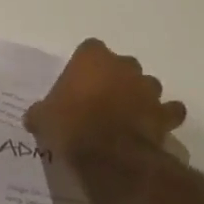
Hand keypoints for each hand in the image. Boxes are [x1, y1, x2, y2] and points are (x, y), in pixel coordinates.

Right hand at [25, 39, 186, 157]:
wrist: (108, 154)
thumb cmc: (70, 126)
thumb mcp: (42, 119)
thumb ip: (41, 111)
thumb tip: (36, 116)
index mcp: (92, 58)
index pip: (89, 49)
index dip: (83, 67)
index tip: (75, 84)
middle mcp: (124, 66)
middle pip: (121, 65)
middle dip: (114, 79)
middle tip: (99, 102)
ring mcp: (148, 88)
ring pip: (146, 85)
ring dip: (139, 96)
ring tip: (125, 116)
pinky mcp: (164, 113)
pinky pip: (168, 110)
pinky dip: (162, 116)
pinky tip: (151, 127)